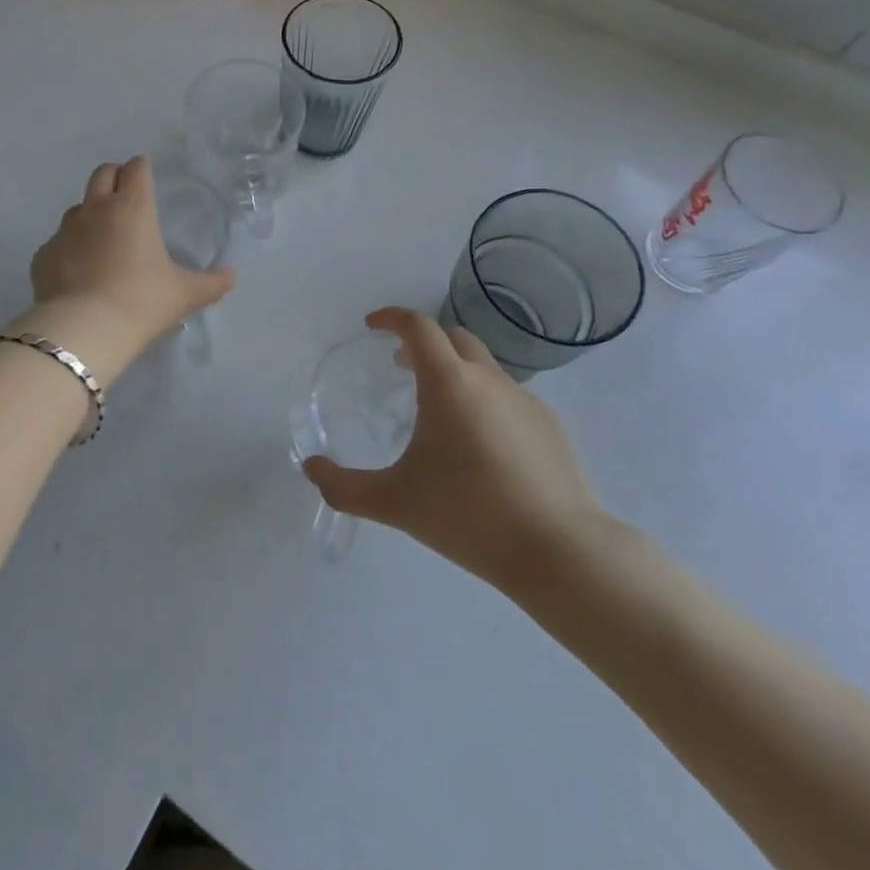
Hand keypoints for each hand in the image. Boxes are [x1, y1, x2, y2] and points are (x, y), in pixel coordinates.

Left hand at [31, 157, 235, 348]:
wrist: (84, 329)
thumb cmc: (142, 302)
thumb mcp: (184, 294)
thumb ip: (212, 283)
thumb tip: (232, 277)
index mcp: (132, 208)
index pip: (136, 169)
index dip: (142, 168)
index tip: (146, 175)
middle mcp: (96, 209)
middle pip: (102, 174)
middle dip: (114, 176)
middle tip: (124, 194)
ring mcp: (65, 231)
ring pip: (77, 207)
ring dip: (90, 213)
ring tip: (102, 239)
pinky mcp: (44, 255)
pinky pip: (58, 242)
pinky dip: (69, 249)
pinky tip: (78, 272)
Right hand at [302, 308, 615, 599]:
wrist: (560, 552)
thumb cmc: (469, 516)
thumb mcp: (394, 502)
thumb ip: (344, 486)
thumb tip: (310, 468)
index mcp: (449, 383)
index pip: (418, 326)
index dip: (391, 318)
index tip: (372, 326)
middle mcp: (488, 379)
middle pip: (453, 337)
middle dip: (423, 343)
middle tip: (401, 367)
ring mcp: (525, 400)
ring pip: (483, 368)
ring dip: (455, 373)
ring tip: (439, 413)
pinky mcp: (551, 425)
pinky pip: (508, 397)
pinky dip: (485, 402)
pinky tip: (482, 447)